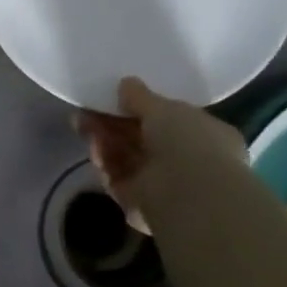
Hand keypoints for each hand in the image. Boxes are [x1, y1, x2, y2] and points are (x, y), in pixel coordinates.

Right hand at [75, 76, 245, 225]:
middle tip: (87, 110)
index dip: (141, 108)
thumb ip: (141, 96)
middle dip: (112, 124)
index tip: (116, 97)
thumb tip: (126, 83)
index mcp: (205, 136)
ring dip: (103, 139)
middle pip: (141, 139)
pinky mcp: (140, 203)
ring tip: (81, 123)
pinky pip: (116, 177)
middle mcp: (187, 162)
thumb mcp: (164, 108)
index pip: (170, 120)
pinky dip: (104, 162)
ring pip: (125, 158)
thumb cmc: (188, 143)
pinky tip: (92, 147)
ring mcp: (163, 185)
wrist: (188, 195)